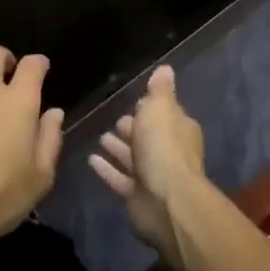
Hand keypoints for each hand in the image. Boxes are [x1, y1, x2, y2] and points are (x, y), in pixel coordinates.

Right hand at [88, 65, 207, 270]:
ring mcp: (153, 176)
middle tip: (114, 119)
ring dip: (119, 148)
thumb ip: (160, 90)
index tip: (133, 101)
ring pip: (134, 158)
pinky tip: (91, 160)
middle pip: (148, 136)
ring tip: (101, 137)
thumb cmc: (163, 147)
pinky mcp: (137, 196)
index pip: (164, 114)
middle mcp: (168, 151)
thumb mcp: (160, 108)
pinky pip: (119, 178)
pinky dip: (107, 169)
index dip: (150, 107)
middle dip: (133, 128)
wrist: (166, 201)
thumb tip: (165, 69)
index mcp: (178, 129)